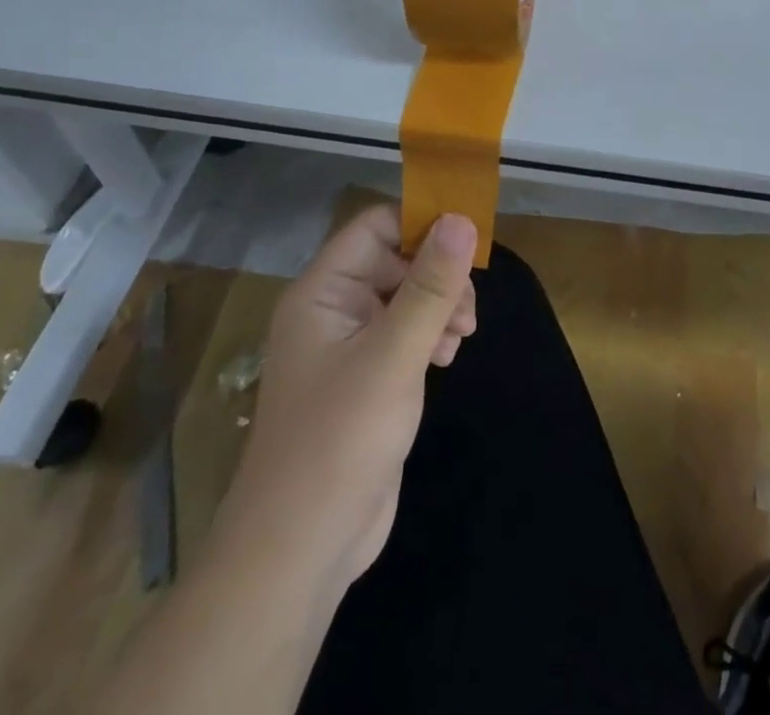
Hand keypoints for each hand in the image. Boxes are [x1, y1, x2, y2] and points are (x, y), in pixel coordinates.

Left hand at [92, 206, 476, 714]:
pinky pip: (406, 332)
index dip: (422, 223)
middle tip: (467, 310)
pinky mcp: (367, 378)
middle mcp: (333, 309)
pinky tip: (447, 358)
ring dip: (440, 306)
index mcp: (323, 292)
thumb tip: (462, 219)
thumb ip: (430, 286)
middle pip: (396, 259)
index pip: (376, 226)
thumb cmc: (339, 440)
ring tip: (461, 338)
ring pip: (407, 295)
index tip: (469, 242)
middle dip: (438, 275)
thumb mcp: (393, 355)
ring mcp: (349, 345)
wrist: (300, 551)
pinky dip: (432, 334)